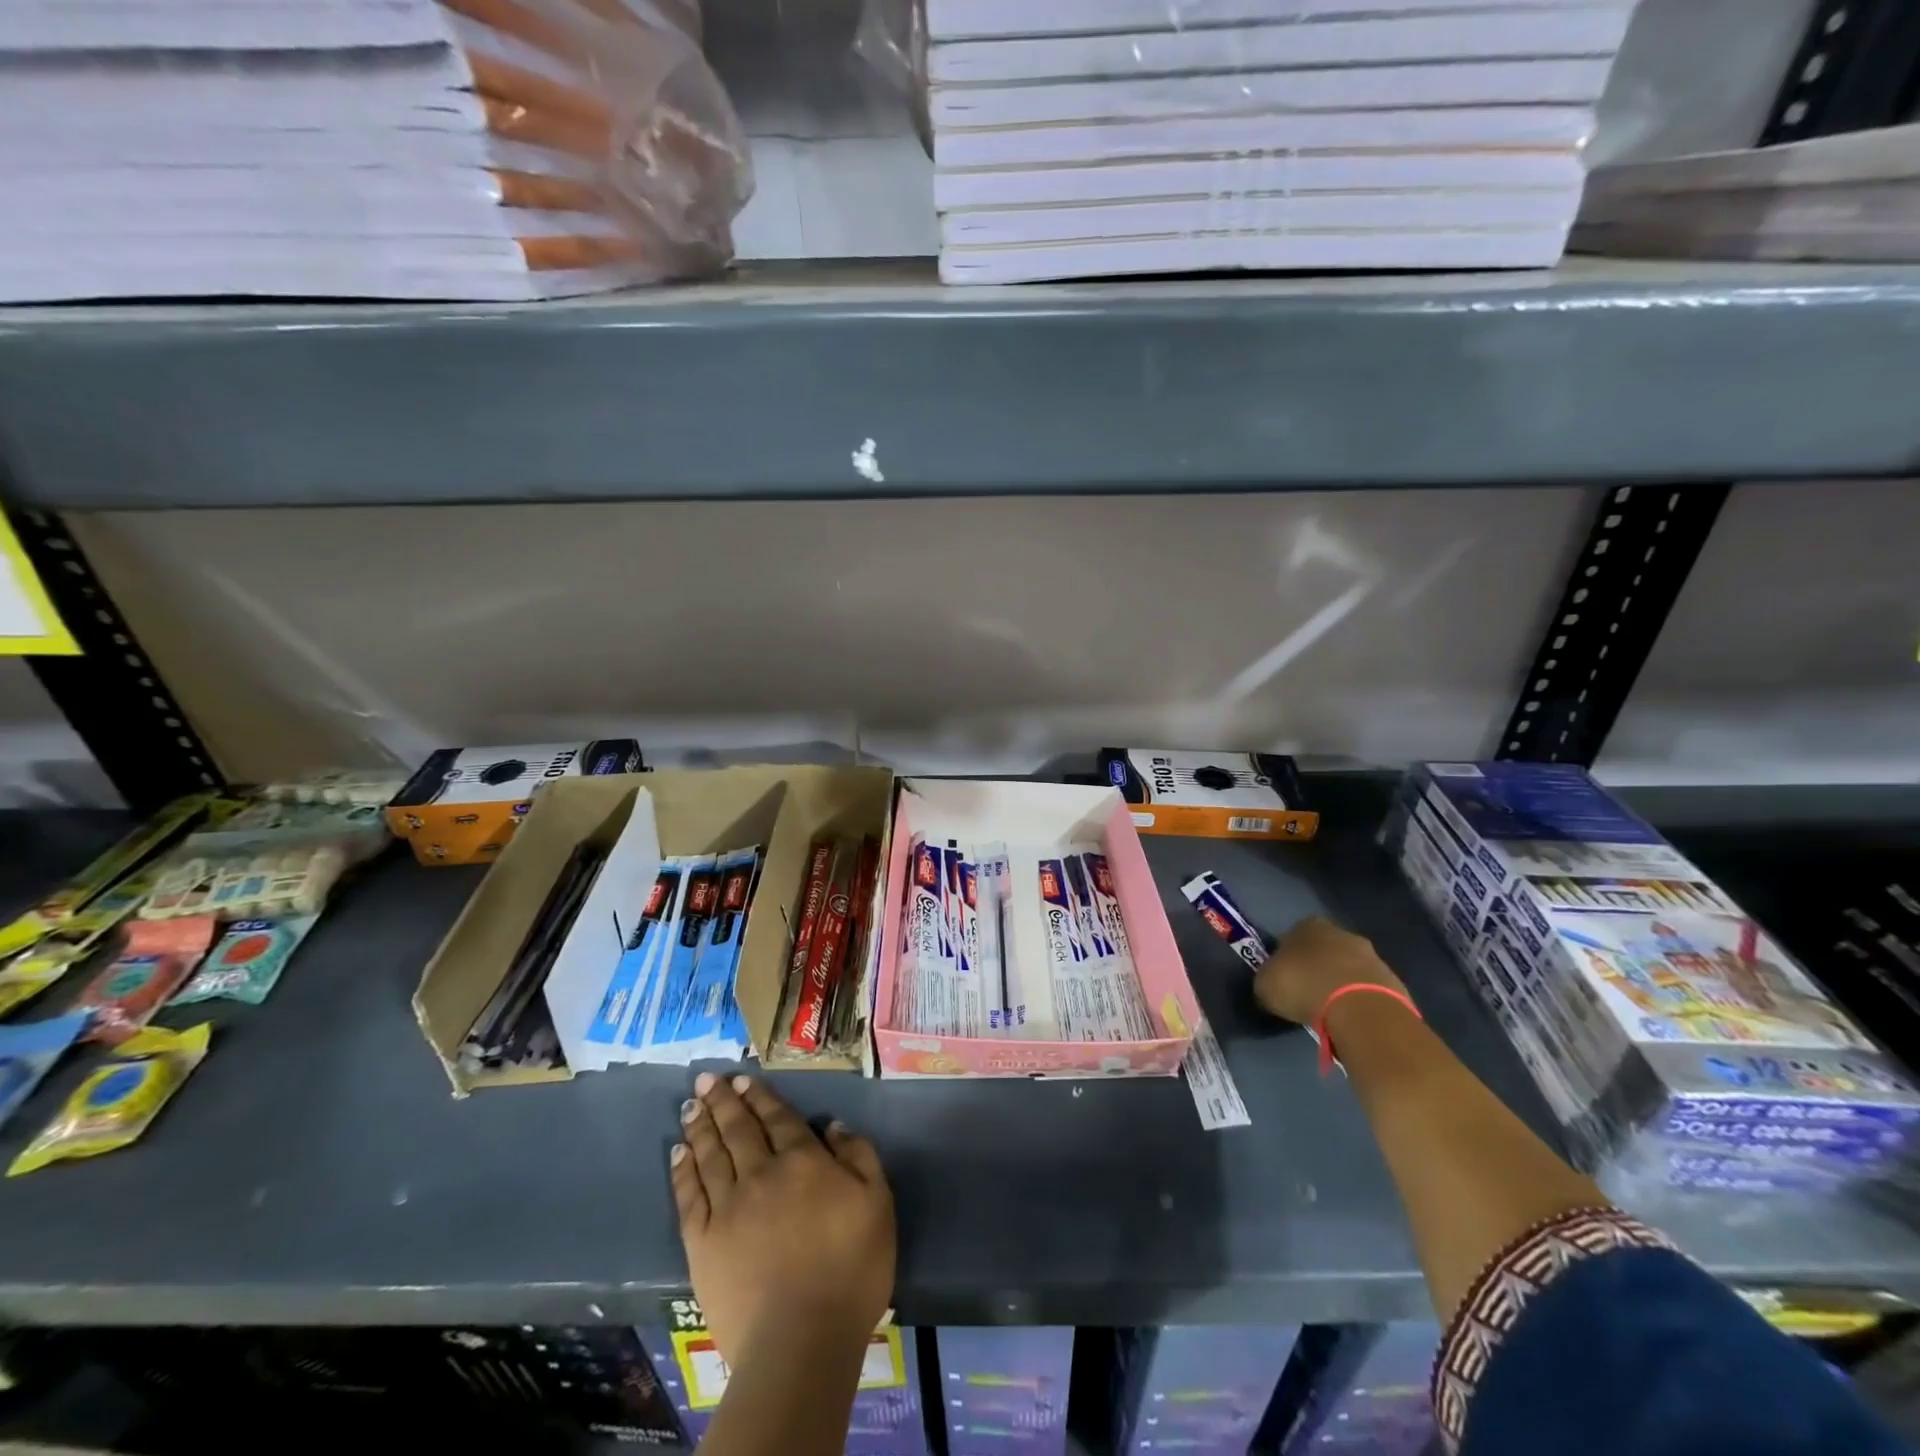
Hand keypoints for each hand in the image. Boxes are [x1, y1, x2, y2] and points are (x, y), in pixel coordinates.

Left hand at [671, 1072, 895, 1365]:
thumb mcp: (877, 1202)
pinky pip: (689, 1196)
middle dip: (723, 1100)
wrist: (801, 1340)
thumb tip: (833, 1126)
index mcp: (802, 1160)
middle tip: (707, 1078)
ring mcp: (728, 1207)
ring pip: (710, 1155)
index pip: (777, 1117)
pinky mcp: (703, 1243)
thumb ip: (858, 1155)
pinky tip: (678, 1153)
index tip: (742, 1078)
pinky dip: (682, 1171)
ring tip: (691, 1104)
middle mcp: (761, 1173)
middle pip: (738, 1128)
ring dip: (701, 1126)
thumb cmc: (850, 1269)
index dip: (759, 1096)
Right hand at [1253, 915, 1406, 1025]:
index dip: (1286, 957)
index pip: (1292, 936)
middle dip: (1317, 968)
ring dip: (1340, 984)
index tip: (1284, 977)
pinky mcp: (1393, 982)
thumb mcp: (1266, 984)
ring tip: (1330, 1011)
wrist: (1360, 1010)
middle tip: (1307, 994)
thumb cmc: (1304, 987)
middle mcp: (1341, 933)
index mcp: (1308, 925)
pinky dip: (1359, 1001)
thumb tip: (1272, 984)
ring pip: (1349, 969)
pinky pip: (1368, 990)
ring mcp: (1372, 956)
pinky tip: (1350, 1019)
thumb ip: (1268, 978)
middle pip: (1324, 950)